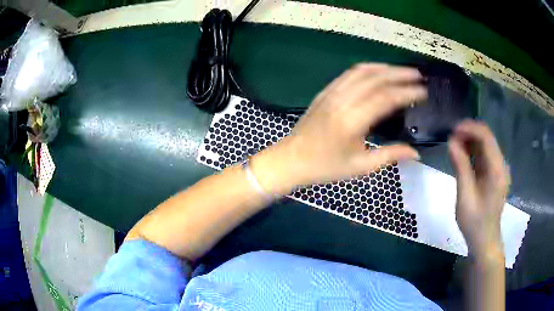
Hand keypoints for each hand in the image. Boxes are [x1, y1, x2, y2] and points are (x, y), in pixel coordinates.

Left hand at [252, 63, 425, 193]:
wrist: (291, 159)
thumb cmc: (325, 166)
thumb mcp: (360, 167)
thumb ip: (390, 155)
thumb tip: (415, 153)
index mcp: (352, 120)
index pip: (386, 98)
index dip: (407, 92)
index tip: (423, 91)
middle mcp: (342, 100)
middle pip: (376, 79)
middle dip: (399, 74)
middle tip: (418, 75)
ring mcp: (332, 93)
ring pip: (362, 72)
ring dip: (385, 68)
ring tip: (402, 70)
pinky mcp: (326, 91)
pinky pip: (349, 74)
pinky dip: (367, 69)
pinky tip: (378, 71)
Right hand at [448, 121, 509, 260]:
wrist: (484, 239)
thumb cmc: (475, 222)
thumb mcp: (465, 197)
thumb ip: (460, 167)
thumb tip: (451, 142)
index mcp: (497, 170)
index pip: (486, 137)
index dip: (469, 128)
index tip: (452, 130)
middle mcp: (501, 165)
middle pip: (487, 137)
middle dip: (468, 133)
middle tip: (451, 139)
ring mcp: (499, 169)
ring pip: (485, 144)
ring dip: (470, 141)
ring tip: (454, 146)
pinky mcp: (495, 173)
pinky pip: (485, 154)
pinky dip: (473, 151)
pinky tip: (462, 155)